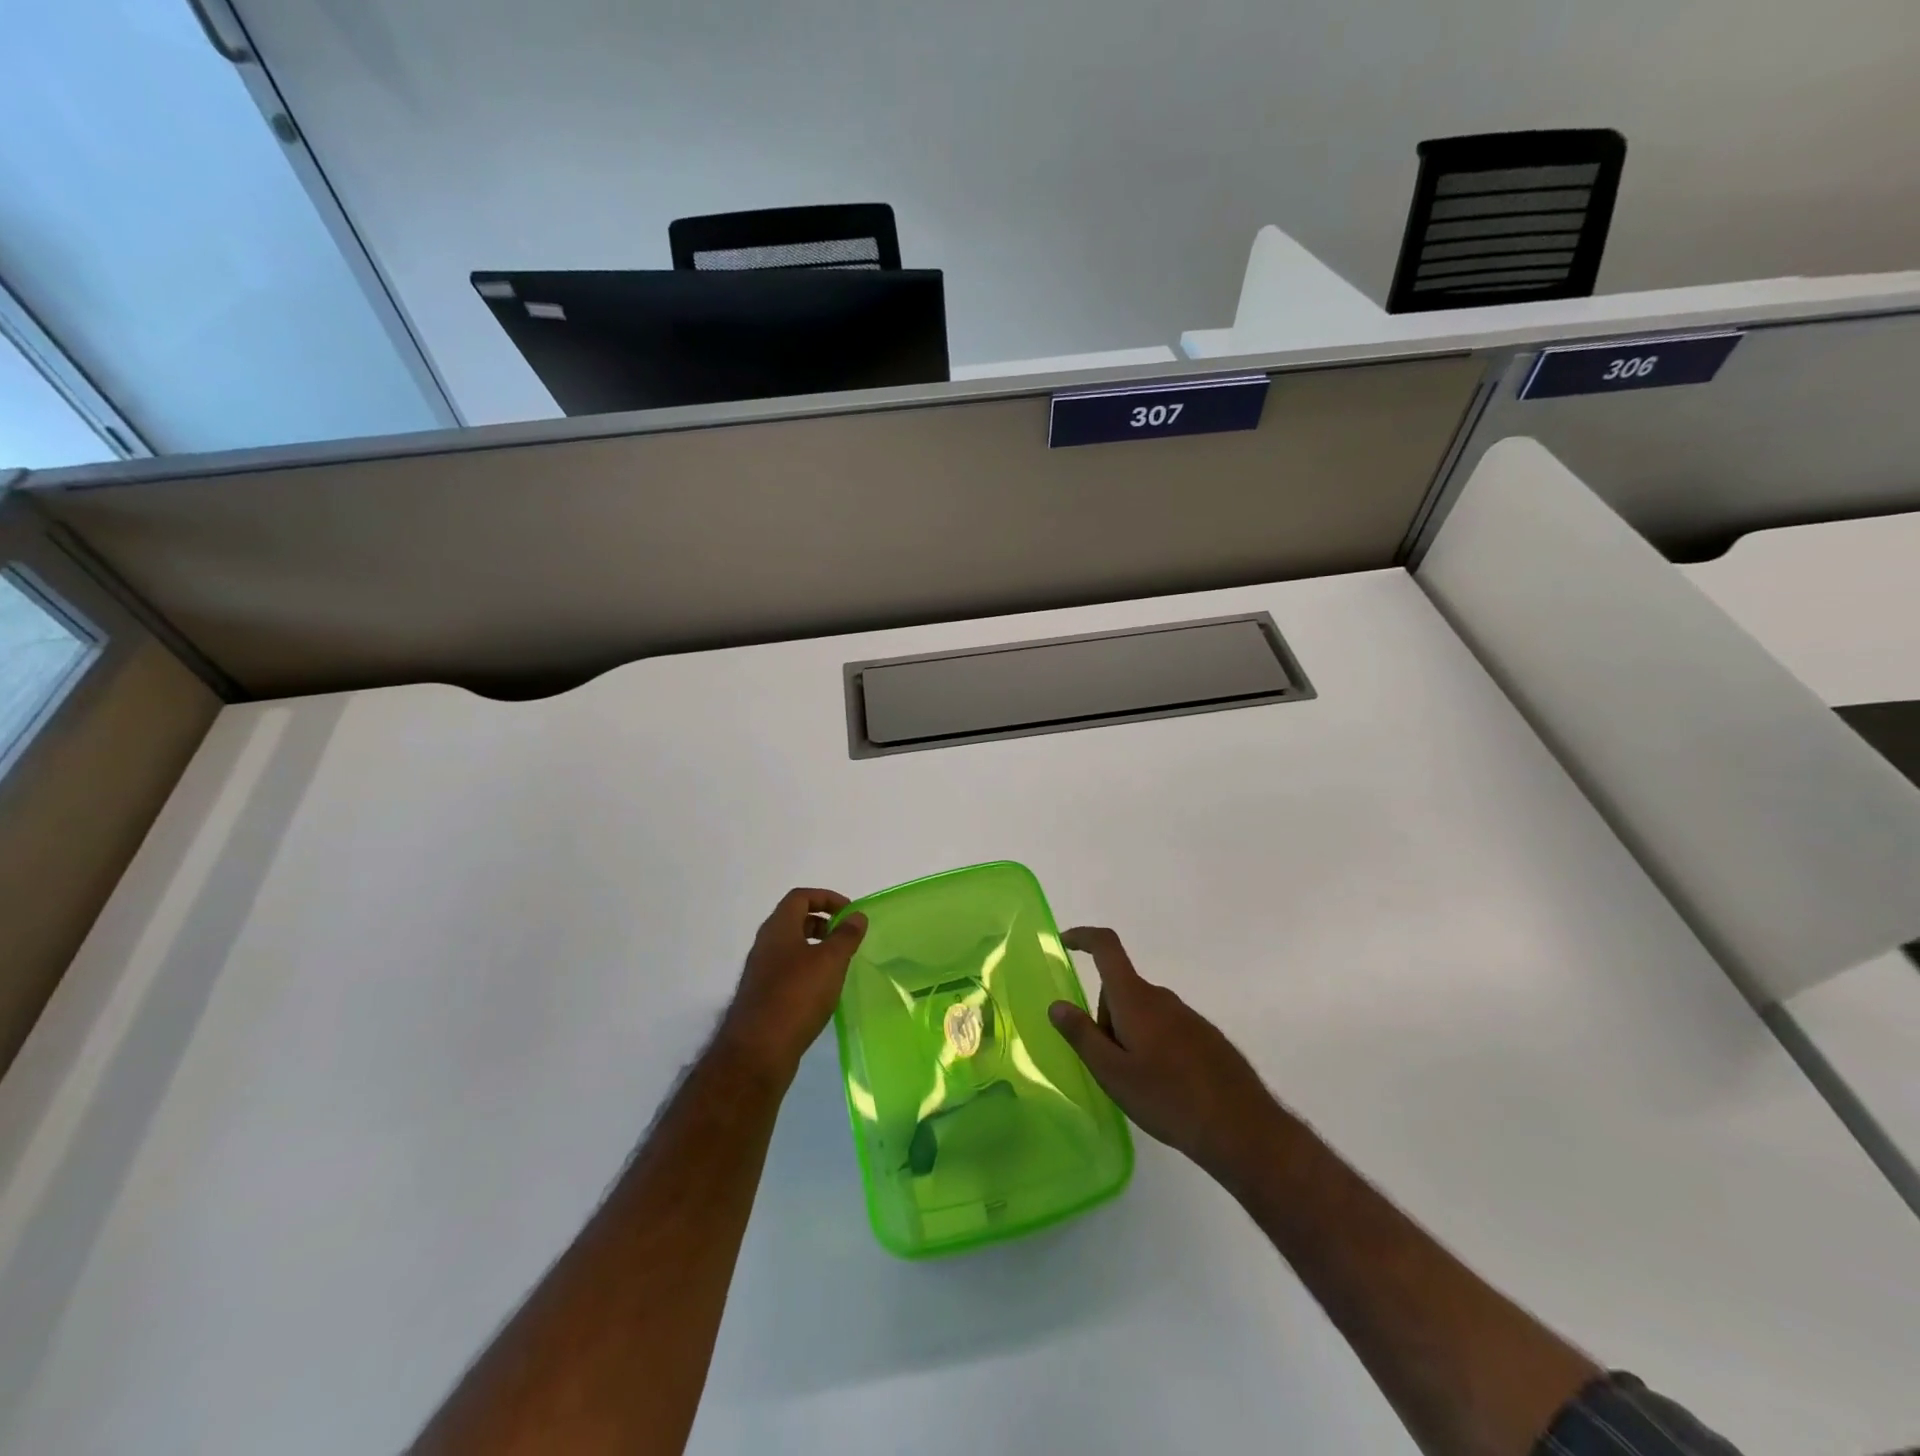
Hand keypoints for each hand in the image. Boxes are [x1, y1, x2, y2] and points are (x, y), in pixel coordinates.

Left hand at [717, 889, 866, 1081]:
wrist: (757, 1051)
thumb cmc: (797, 996)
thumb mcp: (830, 961)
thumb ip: (846, 936)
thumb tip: (857, 916)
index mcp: (778, 928)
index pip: (800, 897)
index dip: (827, 898)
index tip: (850, 913)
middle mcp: (765, 944)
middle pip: (794, 920)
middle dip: (822, 922)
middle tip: (845, 936)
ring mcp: (761, 972)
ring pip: (790, 947)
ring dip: (815, 948)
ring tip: (839, 964)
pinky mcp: (762, 996)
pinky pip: (787, 971)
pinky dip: (807, 970)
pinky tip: (822, 990)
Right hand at [1049, 926, 1283, 1182]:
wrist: (1241, 1127)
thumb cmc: (1168, 1098)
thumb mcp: (1112, 1072)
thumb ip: (1082, 1035)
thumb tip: (1057, 1005)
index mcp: (1135, 998)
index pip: (1107, 948)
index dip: (1083, 937)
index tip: (1064, 942)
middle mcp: (1162, 997)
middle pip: (1120, 990)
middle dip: (1104, 1016)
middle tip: (1107, 1065)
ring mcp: (1187, 1016)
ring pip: (1142, 1012)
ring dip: (1129, 1034)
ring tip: (1137, 1083)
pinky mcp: (1204, 1036)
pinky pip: (1165, 1027)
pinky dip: (1153, 1045)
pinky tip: (1163, 1087)